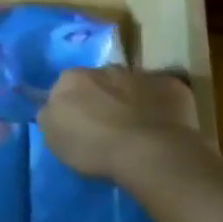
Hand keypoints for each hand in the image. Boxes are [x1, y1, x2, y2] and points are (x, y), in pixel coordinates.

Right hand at [37, 66, 203, 182]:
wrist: (148, 152)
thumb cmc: (92, 147)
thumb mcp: (52, 137)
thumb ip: (50, 115)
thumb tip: (53, 109)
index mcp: (71, 78)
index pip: (64, 86)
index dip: (71, 106)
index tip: (76, 125)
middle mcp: (104, 68)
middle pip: (98, 82)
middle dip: (101, 98)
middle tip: (105, 127)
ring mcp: (140, 75)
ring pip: (130, 85)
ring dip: (130, 100)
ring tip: (135, 129)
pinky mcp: (172, 86)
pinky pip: (162, 94)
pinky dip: (160, 106)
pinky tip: (162, 127)